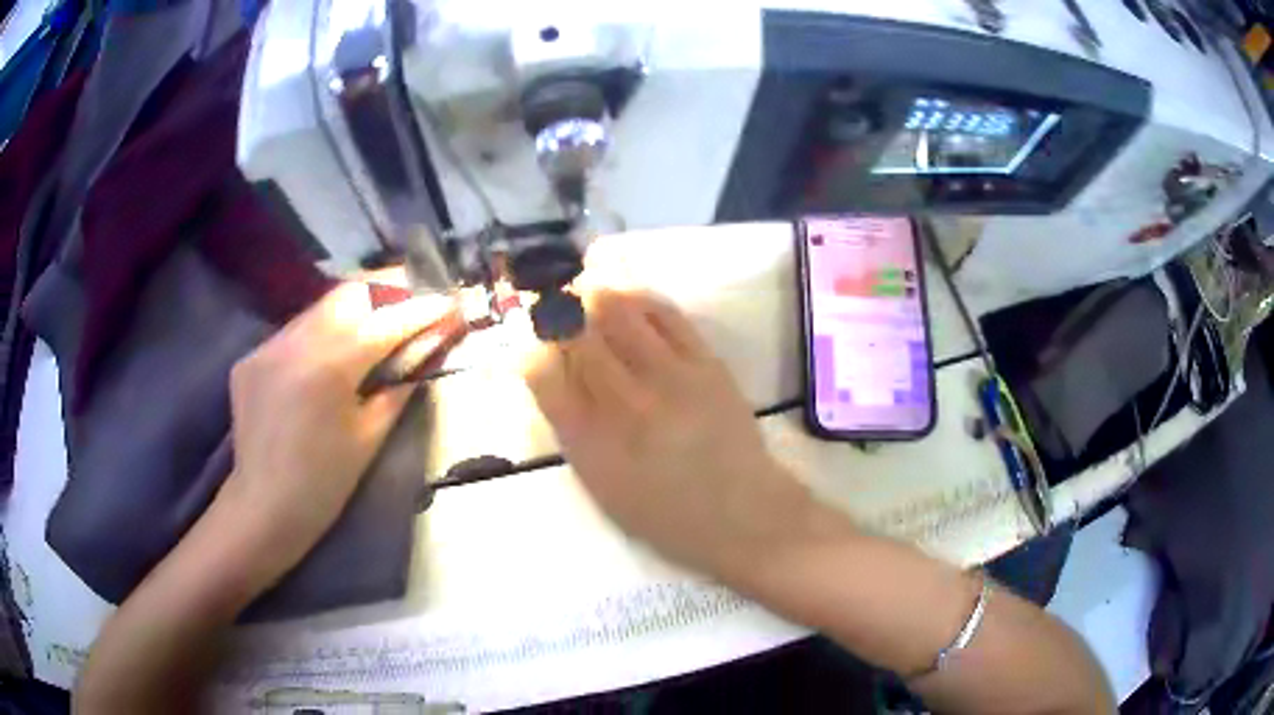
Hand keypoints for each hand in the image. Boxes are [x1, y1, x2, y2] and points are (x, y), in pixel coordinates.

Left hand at [221, 279, 456, 579]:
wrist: (265, 508)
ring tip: (376, 322)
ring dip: (353, 309)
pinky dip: (319, 334)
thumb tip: (427, 350)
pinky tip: (328, 356)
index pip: (385, 322)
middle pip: (349, 293)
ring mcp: (267, 346)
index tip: (449, 303)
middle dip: (386, 290)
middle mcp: (295, 342)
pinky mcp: (251, 357)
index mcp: (329, 367)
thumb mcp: (371, 436)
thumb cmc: (325, 483)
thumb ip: (400, 385)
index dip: (421, 310)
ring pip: (319, 308)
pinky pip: (293, 332)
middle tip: (412, 300)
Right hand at [520, 288, 816, 579]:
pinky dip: (639, 298)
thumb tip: (554, 374)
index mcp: (589, 442)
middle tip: (558, 307)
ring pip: (618, 311)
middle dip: (559, 313)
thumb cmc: (664, 514)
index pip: (541, 373)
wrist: (741, 513)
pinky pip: (665, 314)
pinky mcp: (705, 363)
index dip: (531, 349)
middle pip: (576, 333)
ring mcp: (668, 377)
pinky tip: (630, 297)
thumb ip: (572, 431)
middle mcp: (623, 402)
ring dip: (595, 293)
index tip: (534, 343)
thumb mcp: (600, 486)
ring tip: (589, 289)